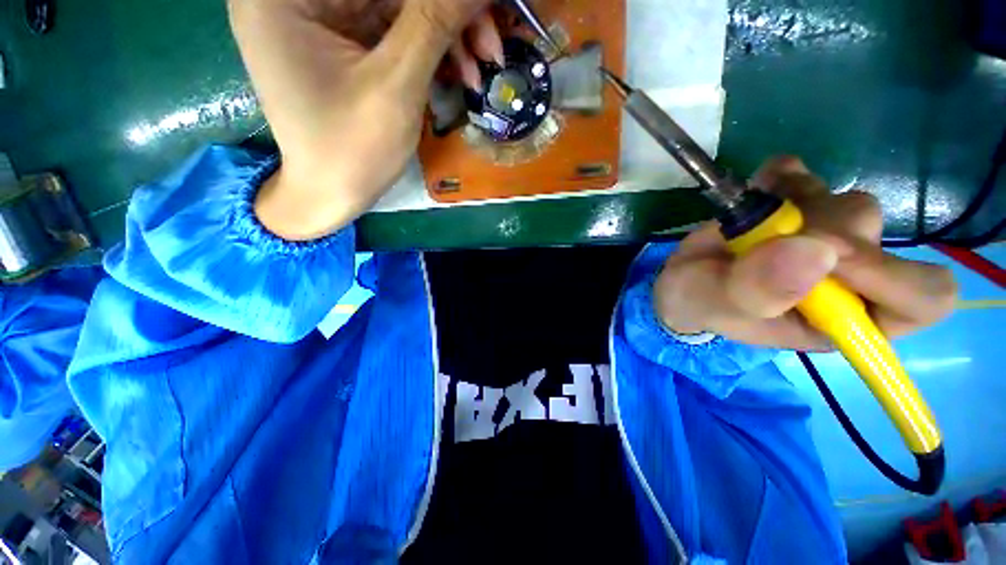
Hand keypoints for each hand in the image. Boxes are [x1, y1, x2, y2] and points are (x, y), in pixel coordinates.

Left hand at [229, 0, 502, 240]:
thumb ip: (435, 23)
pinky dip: (431, 49)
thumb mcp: (395, 87)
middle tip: (491, 47)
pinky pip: (396, 30)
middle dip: (447, 15)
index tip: (486, 10)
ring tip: (479, 70)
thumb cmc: (353, 152)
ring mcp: (320, 17)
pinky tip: (459, 73)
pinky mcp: (343, 40)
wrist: (332, 196)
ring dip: (447, 36)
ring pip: (399, 5)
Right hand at [654, 157, 957, 350]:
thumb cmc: (701, 302)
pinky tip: (758, 192)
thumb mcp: (717, 306)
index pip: (922, 299)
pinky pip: (810, 175)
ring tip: (751, 222)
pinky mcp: (803, 207)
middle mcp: (851, 278)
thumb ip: (759, 291)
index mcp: (844, 319)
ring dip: (796, 204)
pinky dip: (782, 176)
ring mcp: (829, 237)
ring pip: (848, 202)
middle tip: (767, 235)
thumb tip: (820, 251)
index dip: (891, 275)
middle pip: (879, 237)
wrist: (683, 280)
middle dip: (819, 229)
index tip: (830, 259)